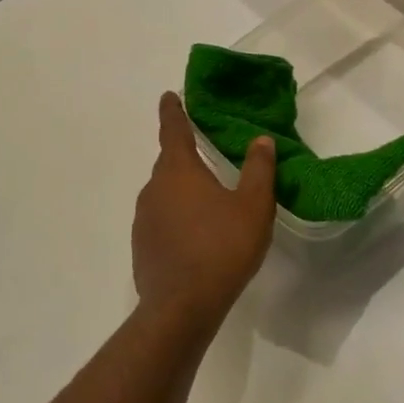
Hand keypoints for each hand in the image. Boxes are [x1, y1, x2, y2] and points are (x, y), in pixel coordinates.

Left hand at [133, 92, 277, 327]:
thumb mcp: (253, 206)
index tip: (169, 96)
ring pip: (165, 193)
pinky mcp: (142, 246)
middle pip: (169, 163)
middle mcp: (154, 189)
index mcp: (179, 171)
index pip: (174, 130)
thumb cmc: (222, 247)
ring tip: (208, 202)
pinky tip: (196, 236)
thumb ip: (259, 170)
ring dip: (182, 191)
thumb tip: (260, 140)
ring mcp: (144, 219)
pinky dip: (177, 218)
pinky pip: (161, 220)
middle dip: (185, 156)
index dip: (173, 111)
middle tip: (206, 155)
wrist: (182, 306)